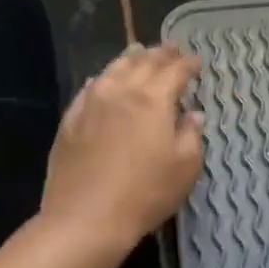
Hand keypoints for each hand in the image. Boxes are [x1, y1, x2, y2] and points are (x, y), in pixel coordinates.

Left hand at [39, 43, 203, 261]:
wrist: (86, 218)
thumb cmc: (146, 193)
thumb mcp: (185, 167)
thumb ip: (192, 135)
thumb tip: (192, 115)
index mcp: (153, 99)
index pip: (175, 71)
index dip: (188, 64)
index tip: (197, 62)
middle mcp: (121, 91)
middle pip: (144, 63)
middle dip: (161, 54)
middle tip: (173, 49)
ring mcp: (91, 103)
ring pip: (114, 69)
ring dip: (131, 58)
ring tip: (140, 51)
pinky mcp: (70, 120)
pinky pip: (90, 88)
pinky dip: (104, 78)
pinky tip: (105, 79)